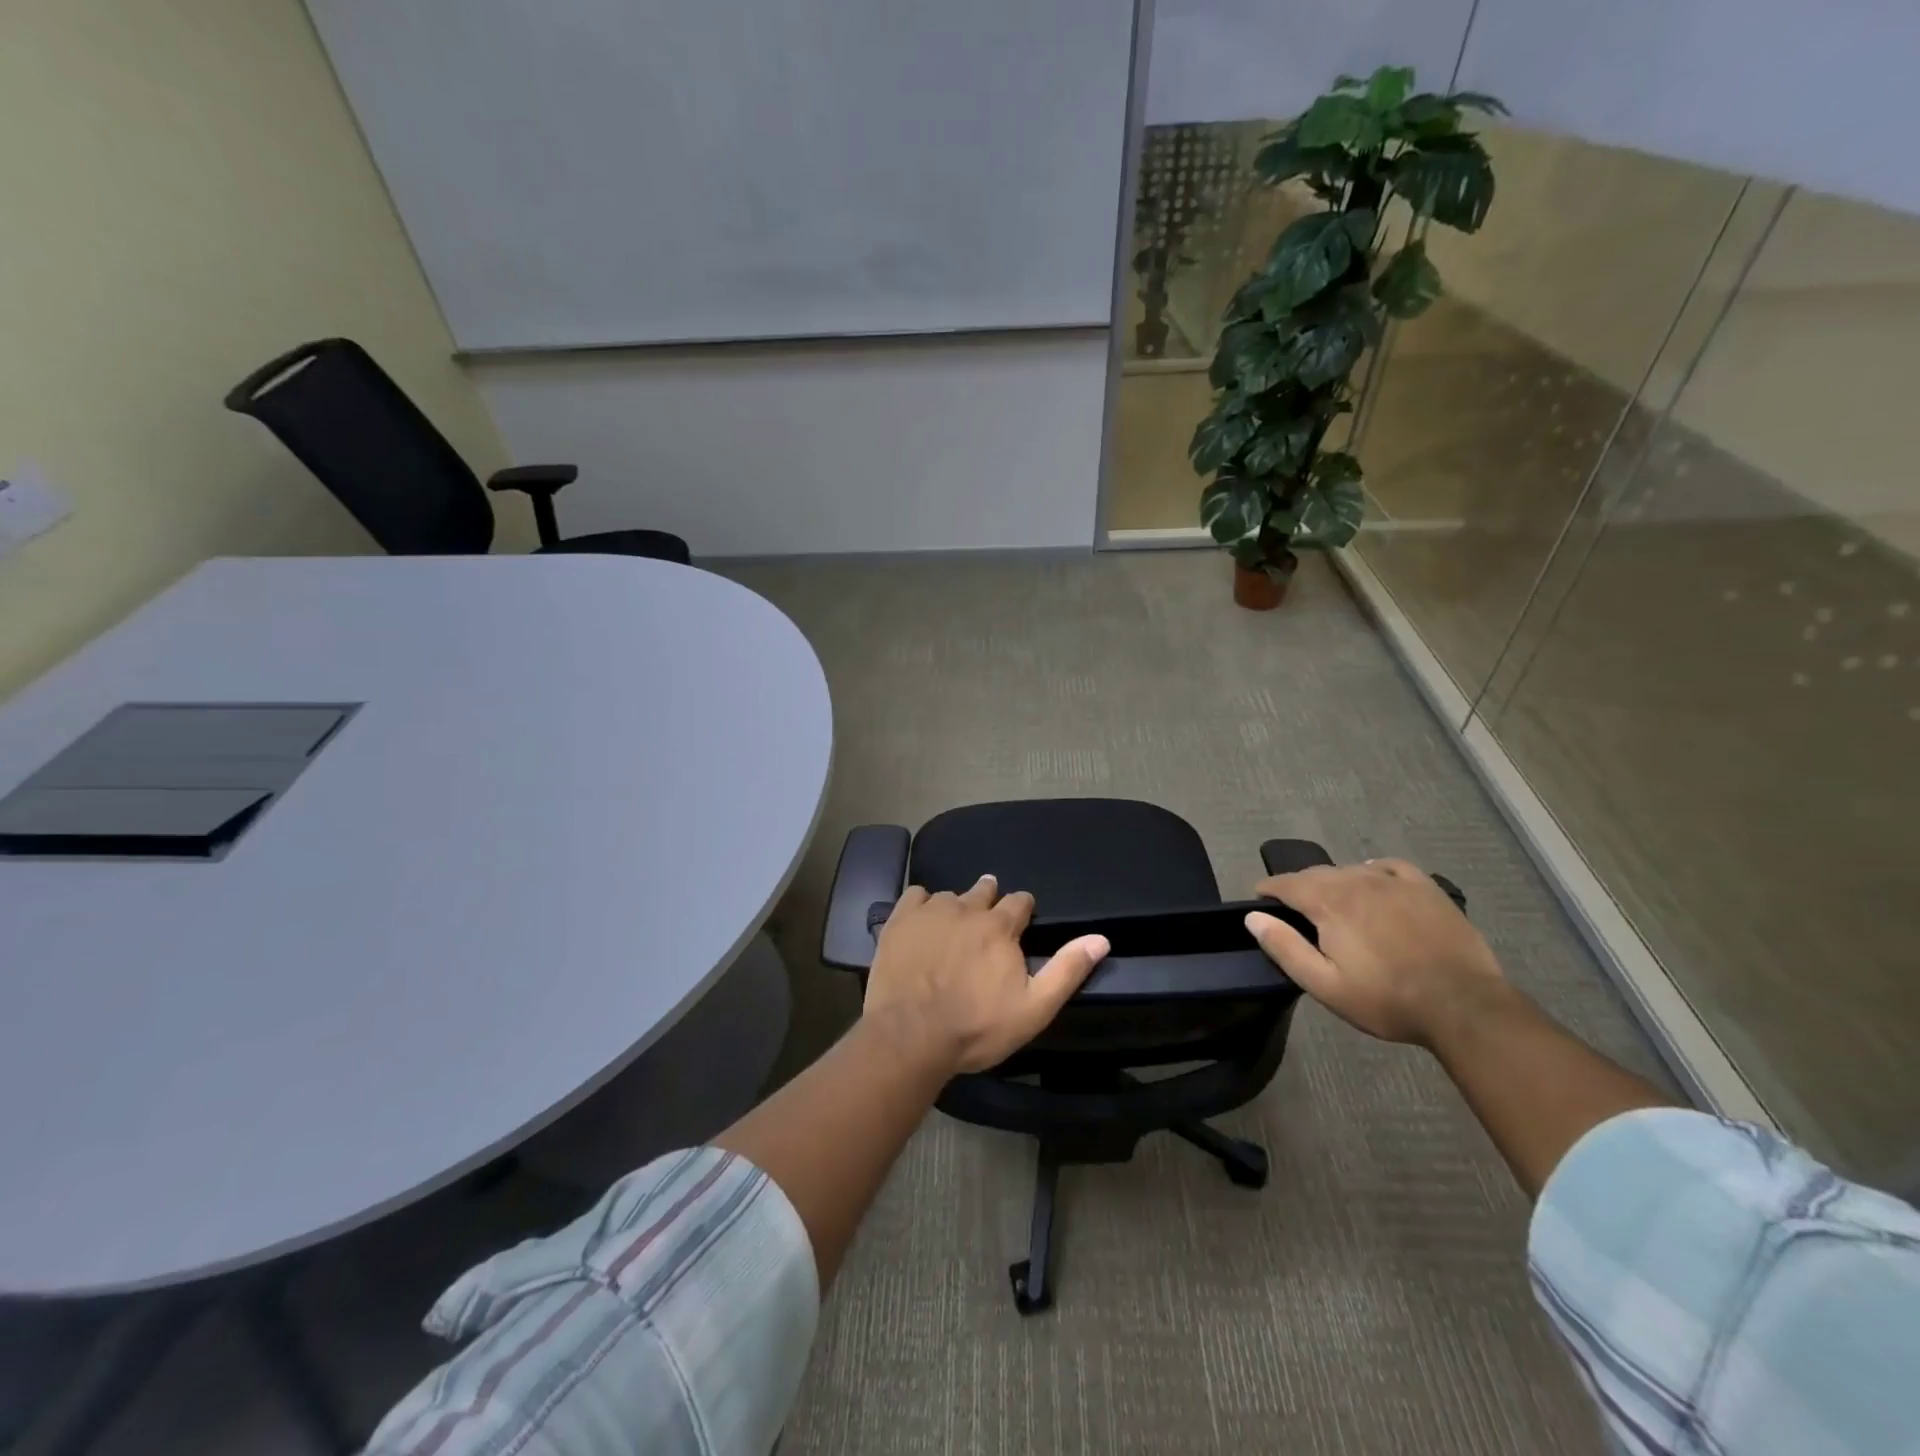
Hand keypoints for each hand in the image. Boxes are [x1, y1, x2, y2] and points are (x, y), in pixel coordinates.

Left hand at [863, 875, 1109, 1073]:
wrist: (911, 1036)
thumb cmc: (976, 1027)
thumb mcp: (1034, 1008)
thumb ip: (1067, 970)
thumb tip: (1100, 939)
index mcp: (1000, 927)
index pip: (1019, 902)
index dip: (1022, 908)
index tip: (1021, 916)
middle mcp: (966, 909)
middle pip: (983, 891)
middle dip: (989, 898)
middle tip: (988, 912)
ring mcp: (929, 912)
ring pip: (949, 895)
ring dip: (956, 905)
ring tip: (954, 921)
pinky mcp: (899, 921)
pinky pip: (914, 896)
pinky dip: (921, 904)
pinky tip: (921, 919)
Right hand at [1244, 860, 1508, 1045]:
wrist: (1463, 1005)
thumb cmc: (1387, 999)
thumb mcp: (1325, 985)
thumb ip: (1285, 948)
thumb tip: (1253, 917)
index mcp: (1329, 903)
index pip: (1287, 883)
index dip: (1268, 889)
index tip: (1260, 898)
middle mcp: (1357, 881)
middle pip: (1316, 873)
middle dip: (1298, 885)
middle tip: (1294, 908)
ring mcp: (1395, 882)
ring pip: (1350, 869)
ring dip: (1333, 880)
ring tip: (1332, 900)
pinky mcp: (1426, 888)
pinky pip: (1390, 866)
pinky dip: (1373, 869)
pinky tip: (1373, 879)